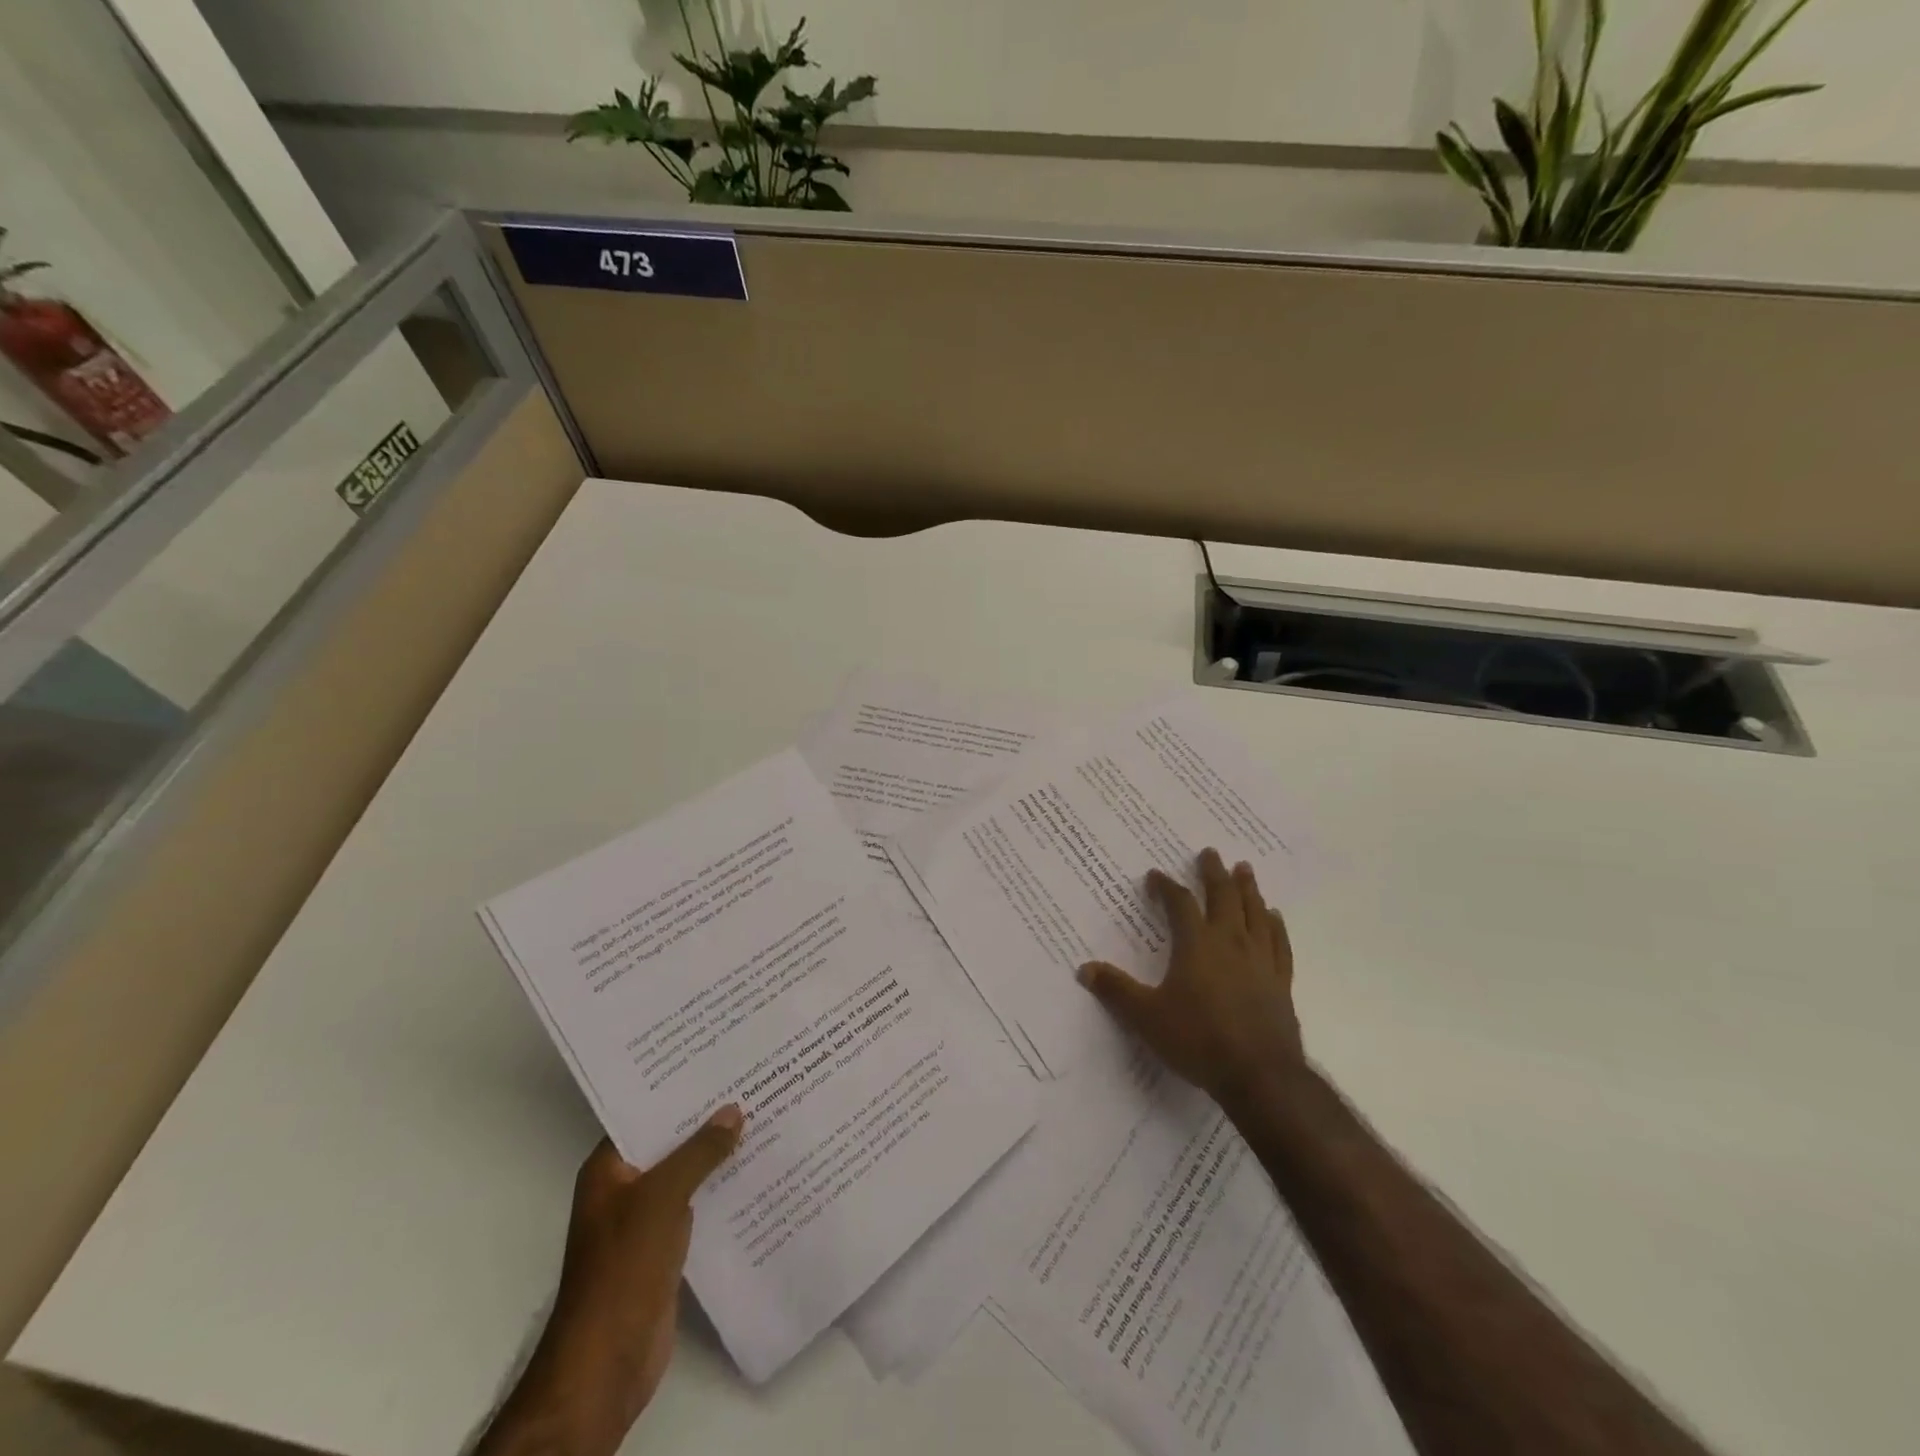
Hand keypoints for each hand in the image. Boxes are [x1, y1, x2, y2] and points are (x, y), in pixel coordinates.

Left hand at [479, 1108, 742, 1455]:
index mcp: (609, 1169)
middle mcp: (624, 1188)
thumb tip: (734, 1110)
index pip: (644, 1113)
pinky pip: (698, 1204)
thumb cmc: (623, 1269)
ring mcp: (645, 1220)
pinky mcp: (665, 1248)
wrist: (607, 1364)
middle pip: (669, 1142)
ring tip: (763, 1116)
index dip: (678, 1088)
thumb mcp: (662, 1198)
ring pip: (687, 1173)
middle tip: (751, 1081)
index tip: (717, 1061)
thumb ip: (699, 1152)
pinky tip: (757, 1171)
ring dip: (717, 1155)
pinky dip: (721, 1189)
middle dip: (706, 1119)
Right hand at [1078, 848, 1302, 1112]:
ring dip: (1248, 889)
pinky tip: (1273, 917)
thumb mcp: (1146, 1017)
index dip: (1166, 887)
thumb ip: (1116, 991)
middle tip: (1210, 853)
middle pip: (1223, 897)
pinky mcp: (1281, 982)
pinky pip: (1279, 943)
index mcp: (1196, 945)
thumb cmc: (1198, 1040)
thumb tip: (1084, 969)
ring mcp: (1260, 960)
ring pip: (1255, 913)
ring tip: (1245, 869)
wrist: (1259, 1076)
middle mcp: (1230, 942)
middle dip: (1214, 873)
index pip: (1180, 904)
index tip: (1155, 876)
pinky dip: (1275, 925)